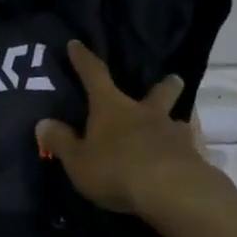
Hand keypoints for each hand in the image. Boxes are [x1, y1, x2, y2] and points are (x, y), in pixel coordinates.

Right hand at [35, 41, 223, 223]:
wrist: (172, 192)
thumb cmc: (116, 169)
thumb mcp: (78, 160)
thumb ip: (62, 141)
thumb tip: (43, 123)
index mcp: (112, 108)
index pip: (94, 75)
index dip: (83, 59)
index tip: (76, 44)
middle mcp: (145, 113)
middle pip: (158, 93)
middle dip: (165, 86)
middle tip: (174, 78)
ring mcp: (173, 134)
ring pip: (178, 121)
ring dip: (175, 121)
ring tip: (177, 127)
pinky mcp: (193, 158)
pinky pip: (188, 149)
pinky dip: (184, 152)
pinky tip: (184, 160)